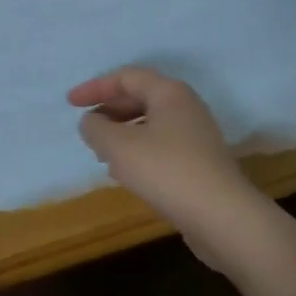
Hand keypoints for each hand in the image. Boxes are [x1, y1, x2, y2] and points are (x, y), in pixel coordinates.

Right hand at [69, 66, 267, 268]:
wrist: (224, 218)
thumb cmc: (167, 171)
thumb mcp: (120, 147)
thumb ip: (97, 129)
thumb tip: (90, 123)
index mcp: (169, 92)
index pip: (126, 77)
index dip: (95, 87)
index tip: (70, 103)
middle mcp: (185, 107)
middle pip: (140, 98)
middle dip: (110, 110)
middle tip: (87, 127)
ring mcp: (196, 136)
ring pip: (151, 124)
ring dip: (123, 133)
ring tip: (102, 152)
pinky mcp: (201, 164)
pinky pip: (162, 146)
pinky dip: (139, 152)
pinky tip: (127, 174)